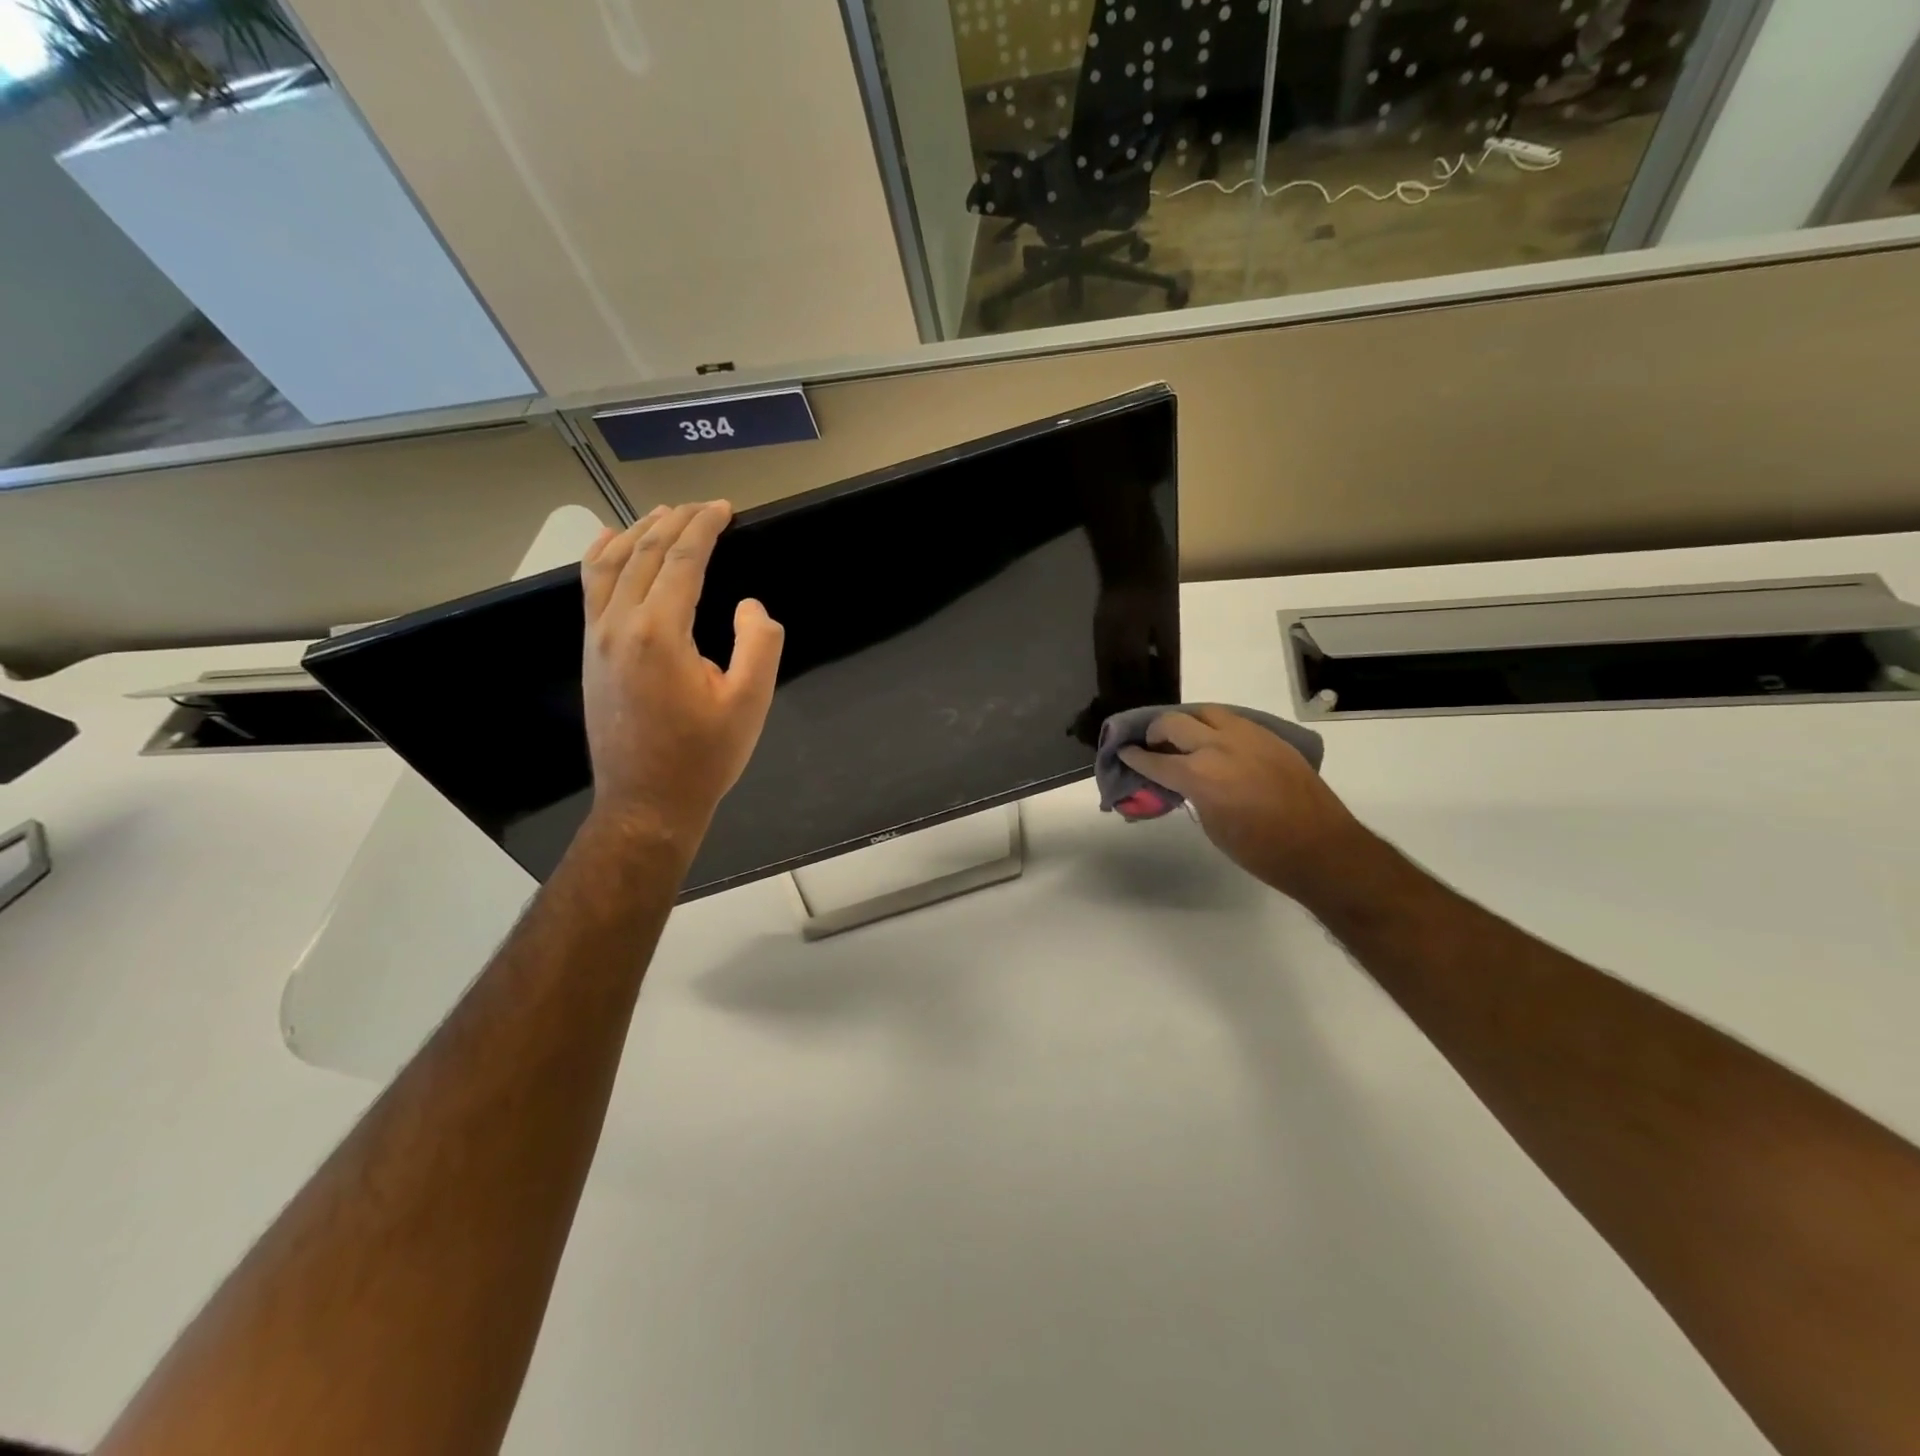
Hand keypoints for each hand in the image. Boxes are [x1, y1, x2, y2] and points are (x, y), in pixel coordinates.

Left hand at [580, 502, 783, 855]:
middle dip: (674, 522)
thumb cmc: (704, 757)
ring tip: (662, 514)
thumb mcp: (750, 702)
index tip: (724, 508)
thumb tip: (748, 605)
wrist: (647, 803)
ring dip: (637, 532)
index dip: (704, 527)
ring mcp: (597, 638)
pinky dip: (602, 557)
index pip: (682, 560)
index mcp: (660, 632)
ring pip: (609, 564)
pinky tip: (609, 544)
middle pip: (644, 553)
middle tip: (703, 506)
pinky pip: (590, 589)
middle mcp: (619, 625)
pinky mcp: (591, 653)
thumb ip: (759, 644)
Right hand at [1119, 706, 1366, 905]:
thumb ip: (1192, 794)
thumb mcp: (1212, 825)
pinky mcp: (1270, 737)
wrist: (1320, 848)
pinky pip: (1234, 720)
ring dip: (1188, 722)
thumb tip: (1182, 782)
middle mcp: (1219, 747)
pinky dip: (1217, 726)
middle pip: (1174, 723)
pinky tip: (1216, 742)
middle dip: (1156, 732)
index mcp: (1199, 775)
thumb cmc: (1260, 851)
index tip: (1124, 753)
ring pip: (1206, 712)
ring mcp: (1248, 736)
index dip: (1135, 757)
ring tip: (1184, 737)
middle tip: (1153, 745)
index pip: (1155, 760)